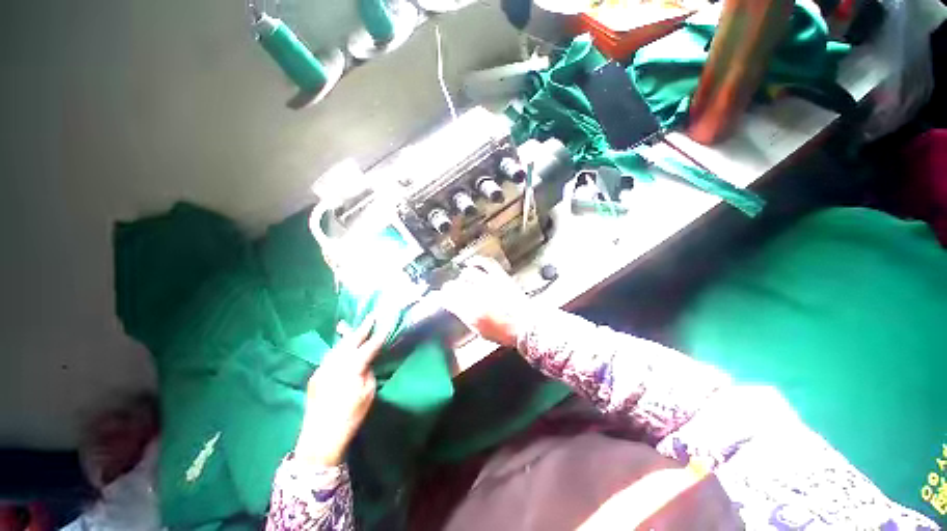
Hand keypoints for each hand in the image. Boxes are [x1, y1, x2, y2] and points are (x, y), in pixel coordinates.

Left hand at [294, 315, 386, 467]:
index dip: (379, 334)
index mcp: (352, 368)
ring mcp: (323, 368)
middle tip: (372, 315)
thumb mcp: (368, 394)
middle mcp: (336, 363)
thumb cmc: (350, 417)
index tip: (387, 323)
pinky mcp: (316, 374)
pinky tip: (344, 347)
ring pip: (339, 345)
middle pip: (351, 340)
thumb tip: (365, 363)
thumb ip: (368, 373)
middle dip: (363, 327)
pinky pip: (331, 355)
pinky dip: (340, 348)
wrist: (320, 437)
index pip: (370, 346)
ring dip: (350, 336)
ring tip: (357, 328)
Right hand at [439, 257, 532, 347]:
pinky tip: (472, 263)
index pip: (447, 299)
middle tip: (451, 289)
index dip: (442, 297)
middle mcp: (477, 296)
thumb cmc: (503, 332)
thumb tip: (455, 307)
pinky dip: (477, 261)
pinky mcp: (500, 277)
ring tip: (464, 280)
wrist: (526, 326)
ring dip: (463, 277)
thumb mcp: (479, 330)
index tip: (442, 297)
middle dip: (449, 287)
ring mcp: (489, 284)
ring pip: (468, 274)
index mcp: (470, 312)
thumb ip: (465, 316)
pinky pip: (486, 263)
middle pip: (454, 285)